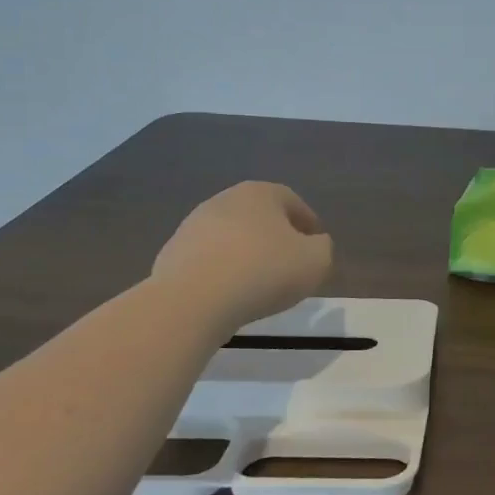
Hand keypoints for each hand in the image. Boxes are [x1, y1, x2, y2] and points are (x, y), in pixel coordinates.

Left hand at [152, 182, 332, 329]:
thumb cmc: (264, 272)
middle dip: (276, 237)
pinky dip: (223, 272)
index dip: (308, 223)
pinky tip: (230, 294)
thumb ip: (323, 247)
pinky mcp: (172, 254)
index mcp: (260, 193)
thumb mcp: (316, 260)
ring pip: (232, 238)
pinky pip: (209, 260)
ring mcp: (193, 226)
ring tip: (259, 284)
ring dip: (247, 254)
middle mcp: (224, 200)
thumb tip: (314, 244)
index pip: (292, 202)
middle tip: (290, 264)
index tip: (316, 246)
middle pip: (260, 217)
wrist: (192, 300)